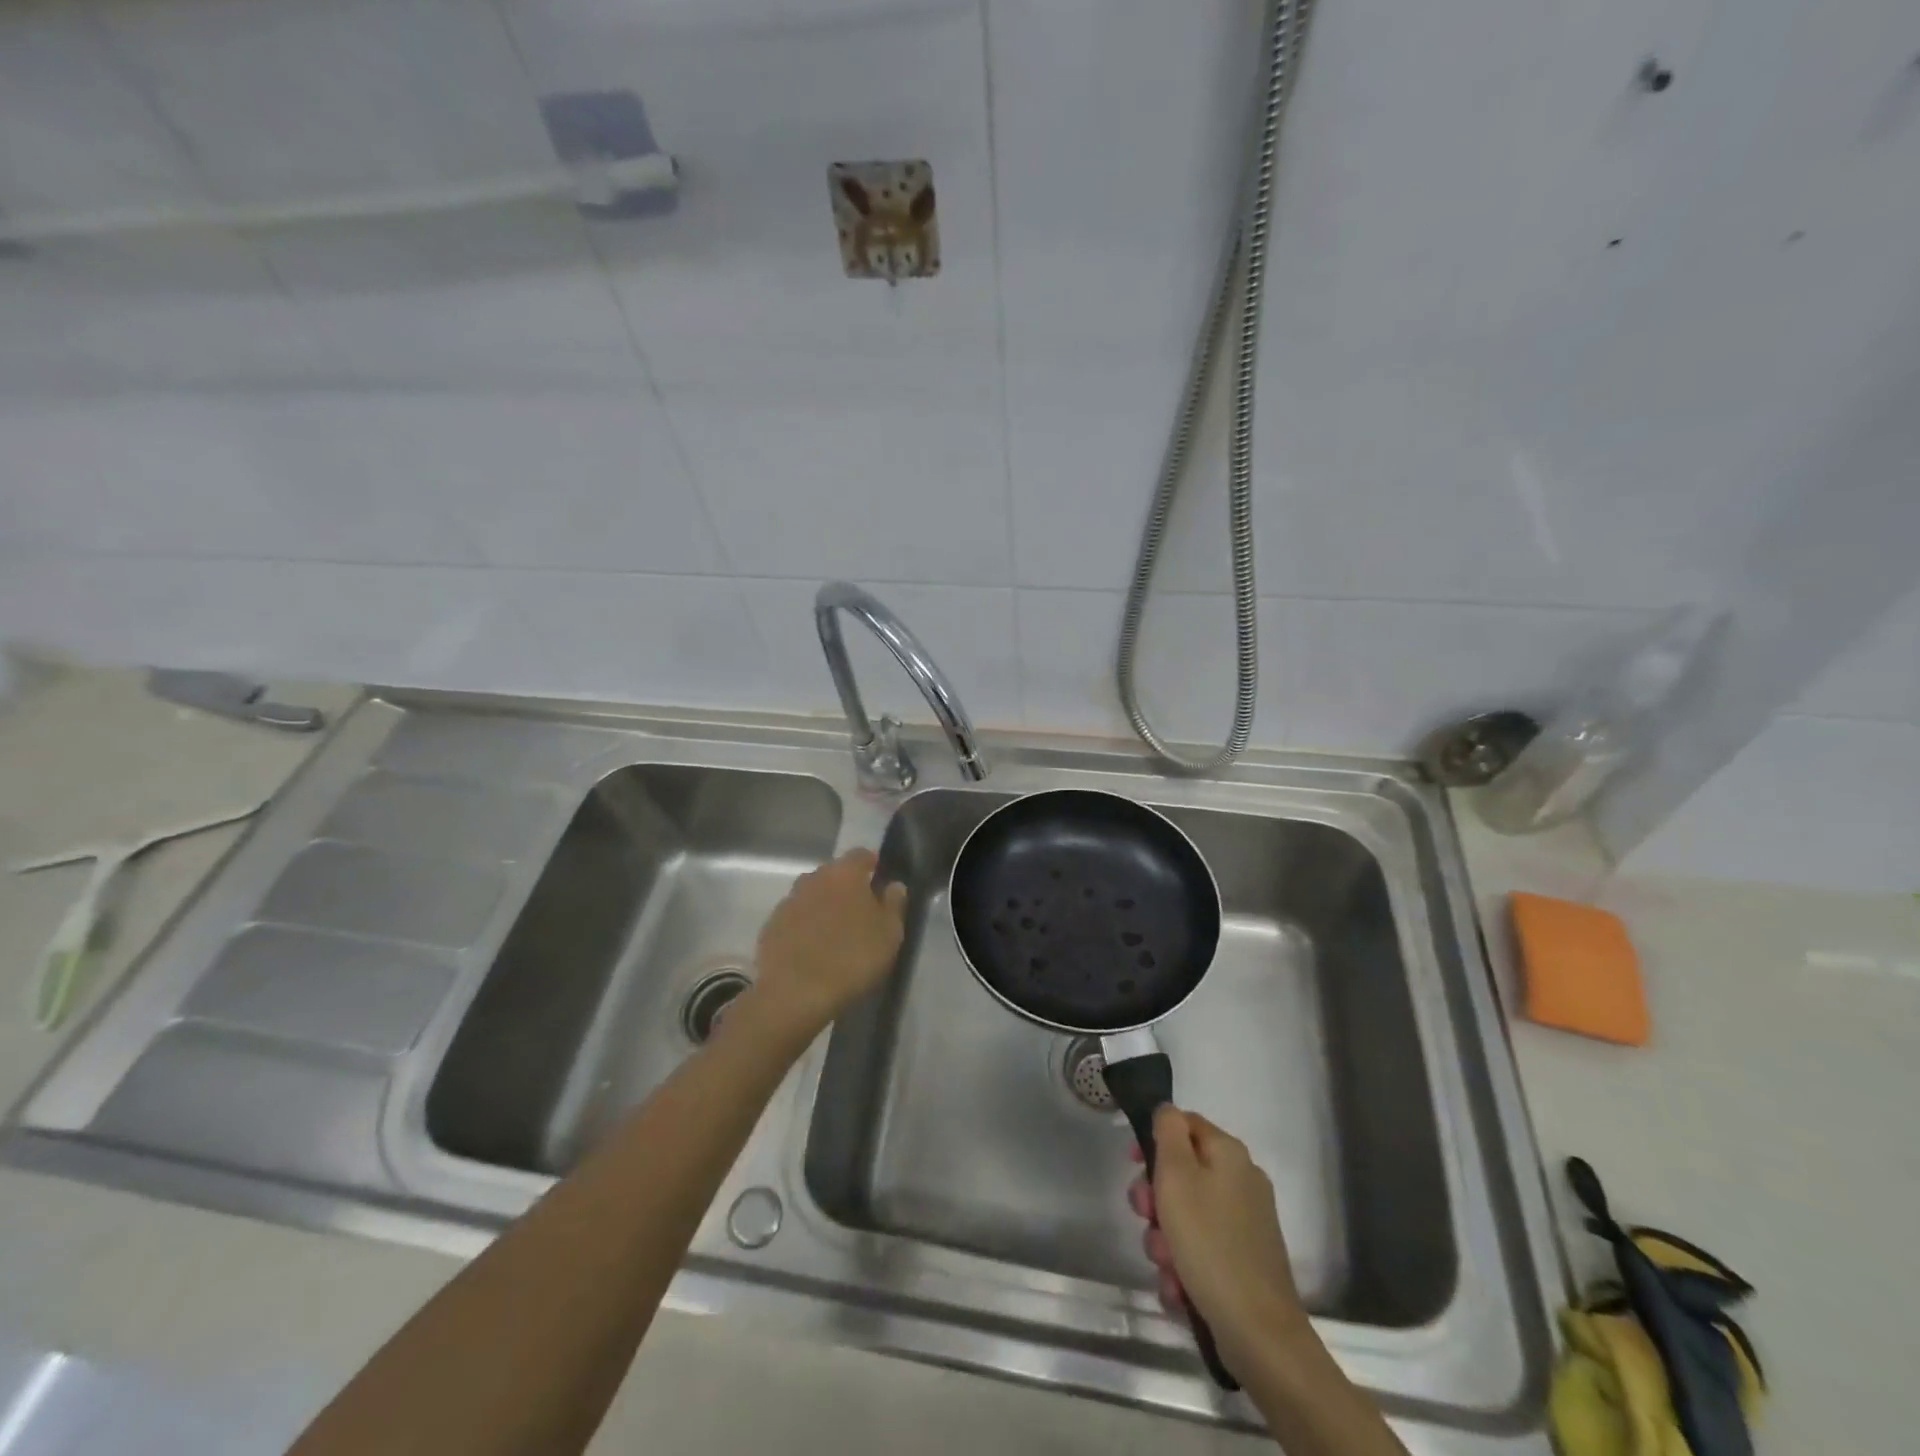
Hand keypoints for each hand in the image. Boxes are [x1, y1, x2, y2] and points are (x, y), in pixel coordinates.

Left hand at [749, 848, 906, 1033]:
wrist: (795, 993)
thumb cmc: (852, 958)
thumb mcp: (889, 934)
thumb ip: (894, 904)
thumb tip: (894, 885)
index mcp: (844, 874)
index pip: (860, 854)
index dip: (871, 864)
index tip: (878, 879)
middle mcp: (813, 878)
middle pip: (833, 873)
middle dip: (846, 886)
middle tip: (859, 910)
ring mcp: (788, 901)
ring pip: (811, 895)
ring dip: (823, 905)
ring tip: (835, 932)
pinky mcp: (770, 926)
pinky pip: (794, 918)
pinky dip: (804, 926)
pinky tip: (812, 948)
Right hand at [1128, 1106, 1308, 1375]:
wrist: (1258, 1332)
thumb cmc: (1209, 1242)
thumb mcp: (1177, 1176)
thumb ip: (1168, 1132)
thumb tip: (1168, 1111)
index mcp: (1229, 1154)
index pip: (1185, 1124)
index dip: (1154, 1138)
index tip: (1132, 1163)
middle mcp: (1242, 1181)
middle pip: (1183, 1172)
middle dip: (1155, 1197)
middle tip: (1145, 1216)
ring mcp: (1246, 1224)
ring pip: (1187, 1215)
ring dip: (1165, 1237)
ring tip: (1164, 1264)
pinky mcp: (1244, 1261)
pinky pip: (1201, 1249)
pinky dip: (1184, 1264)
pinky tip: (1178, 1286)